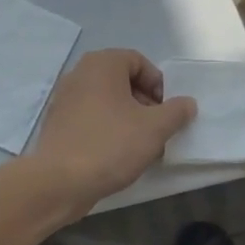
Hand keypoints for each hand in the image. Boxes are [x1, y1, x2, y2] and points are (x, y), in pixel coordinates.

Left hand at [31, 49, 195, 215]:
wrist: (59, 182)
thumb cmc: (111, 145)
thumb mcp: (155, 128)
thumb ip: (176, 111)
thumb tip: (187, 103)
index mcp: (102, 64)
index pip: (139, 62)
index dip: (158, 84)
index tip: (165, 112)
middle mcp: (80, 74)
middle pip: (122, 81)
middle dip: (144, 103)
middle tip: (156, 130)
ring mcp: (64, 99)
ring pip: (107, 101)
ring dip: (128, 119)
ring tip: (140, 147)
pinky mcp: (57, 123)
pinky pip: (91, 118)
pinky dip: (107, 129)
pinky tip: (116, 155)